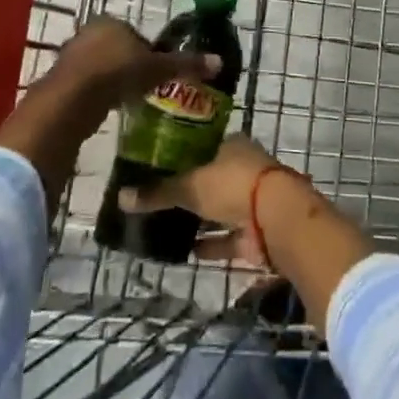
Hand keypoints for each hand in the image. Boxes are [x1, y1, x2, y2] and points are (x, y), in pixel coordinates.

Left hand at [47, 17, 219, 112]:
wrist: (72, 99)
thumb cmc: (117, 73)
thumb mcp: (157, 69)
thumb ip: (185, 64)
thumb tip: (219, 61)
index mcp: (112, 22)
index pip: (135, 34)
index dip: (148, 53)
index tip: (156, 73)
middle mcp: (89, 32)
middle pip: (116, 49)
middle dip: (129, 66)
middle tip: (144, 87)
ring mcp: (71, 55)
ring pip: (99, 66)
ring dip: (112, 81)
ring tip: (127, 100)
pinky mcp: (59, 79)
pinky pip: (85, 83)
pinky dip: (96, 93)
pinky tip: (106, 108)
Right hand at [116, 135, 290, 264]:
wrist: (277, 219)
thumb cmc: (233, 186)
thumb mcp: (190, 185)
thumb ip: (158, 193)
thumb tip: (121, 197)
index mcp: (232, 146)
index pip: (202, 147)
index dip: (181, 156)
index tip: (157, 167)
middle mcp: (243, 169)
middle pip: (210, 179)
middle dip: (188, 190)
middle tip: (156, 200)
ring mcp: (251, 202)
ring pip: (218, 210)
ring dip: (198, 220)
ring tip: (164, 227)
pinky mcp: (254, 233)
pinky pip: (226, 239)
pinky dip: (209, 246)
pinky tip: (185, 253)